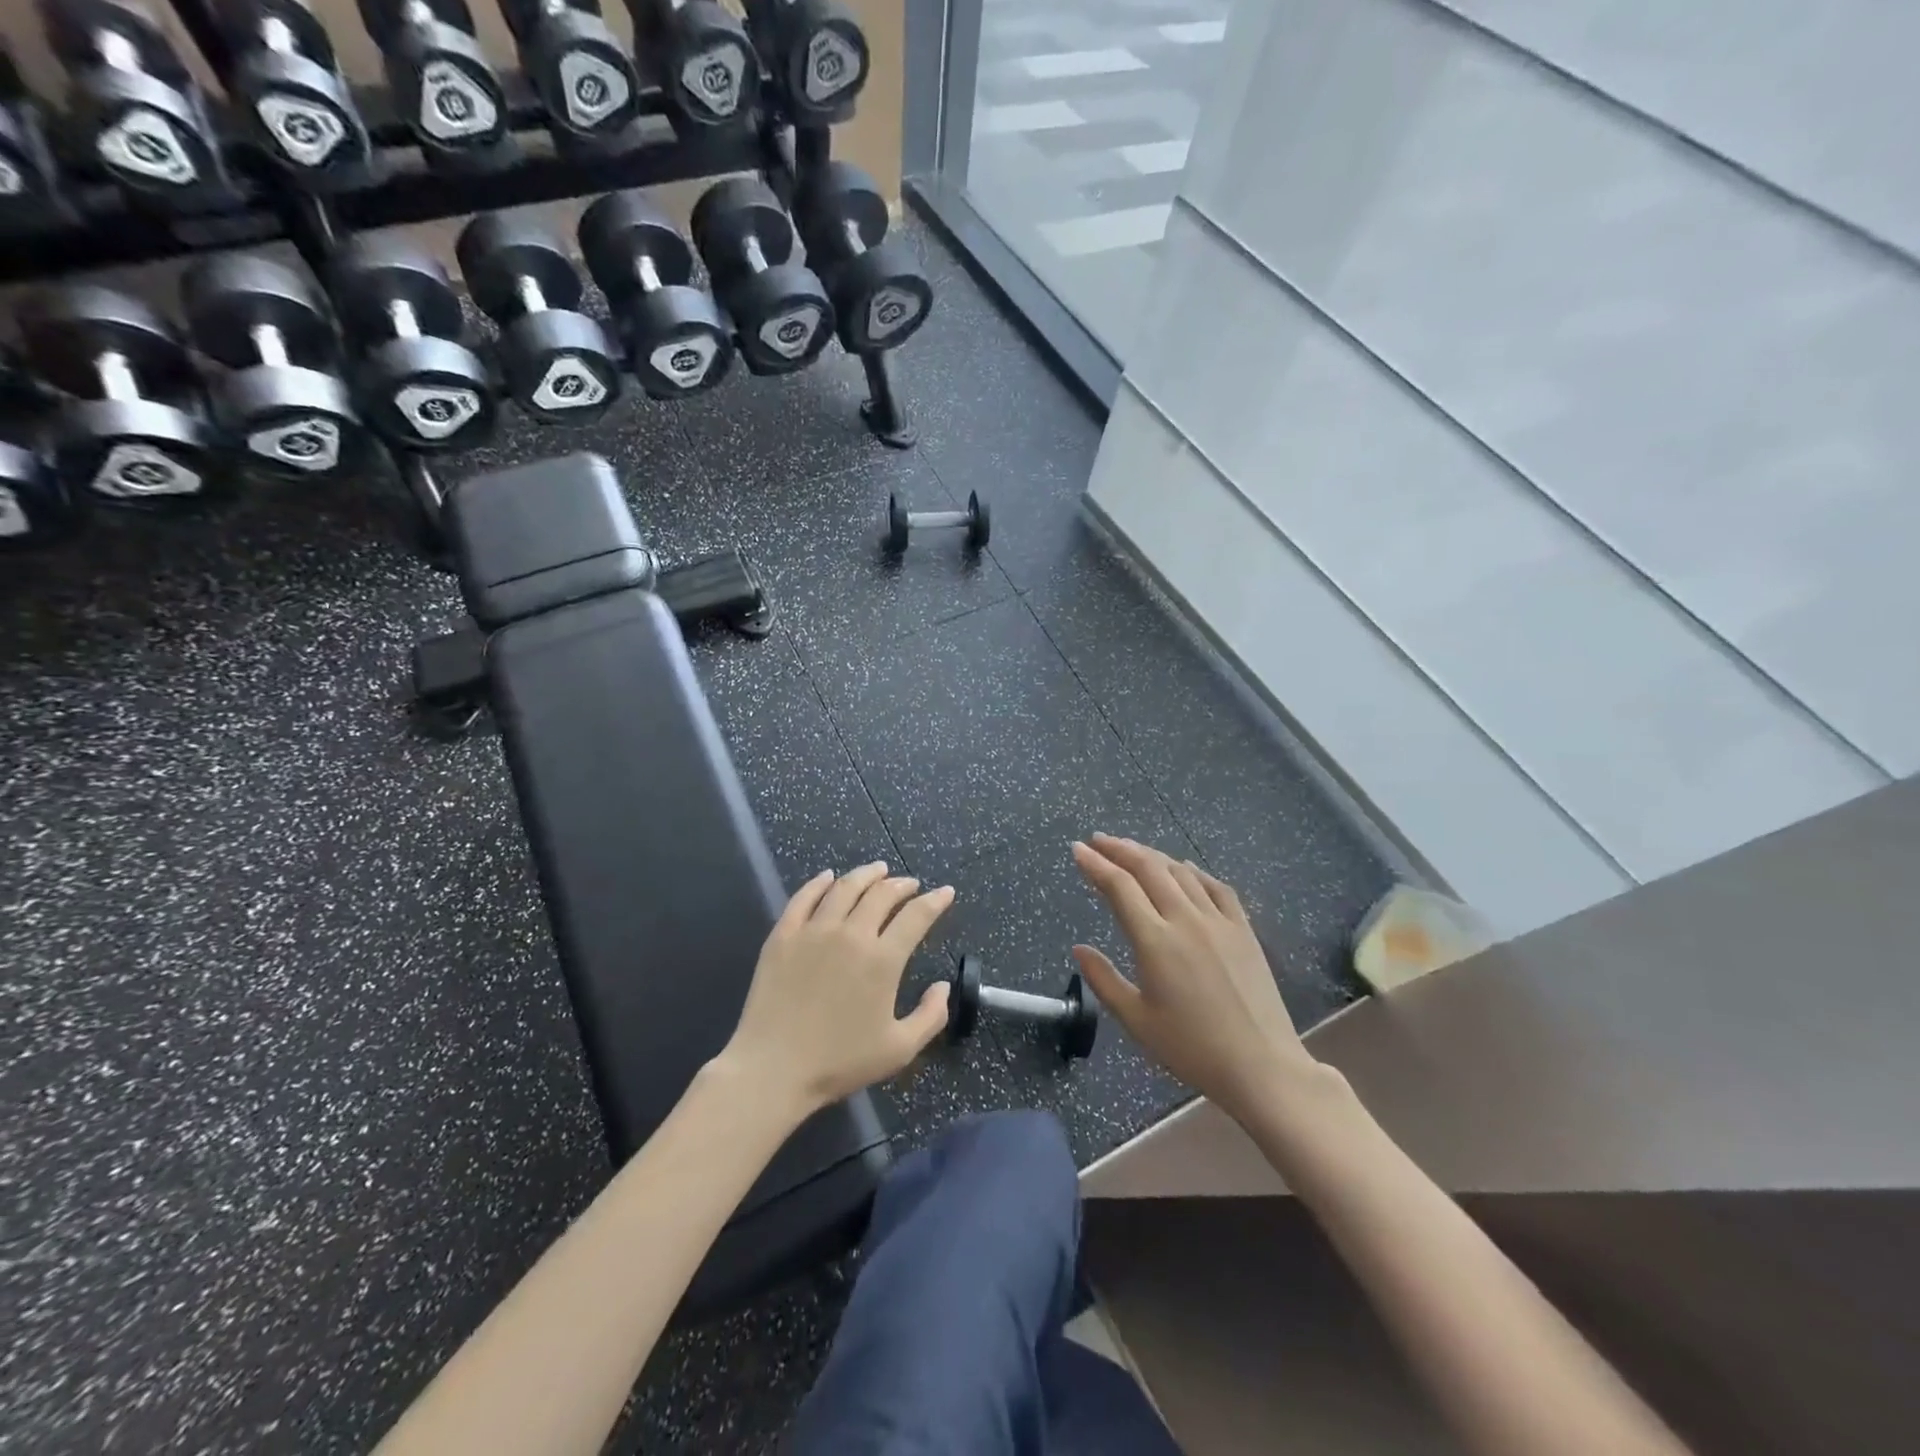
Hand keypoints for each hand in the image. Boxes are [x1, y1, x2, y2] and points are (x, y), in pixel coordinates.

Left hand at [719, 862, 955, 1119]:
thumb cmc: (839, 1063)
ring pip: (845, 888)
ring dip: (866, 874)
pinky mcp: (783, 935)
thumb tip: (944, 986)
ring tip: (878, 870)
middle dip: (902, 884)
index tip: (945, 892)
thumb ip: (930, 1016)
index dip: (935, 901)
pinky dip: (819, 882)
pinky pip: (804, 897)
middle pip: (881, 894)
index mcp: (882, 960)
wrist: (773, 1069)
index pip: (916, 916)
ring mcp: (814, 930)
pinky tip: (828, 877)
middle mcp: (851, 934)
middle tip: (910, 884)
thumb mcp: (899, 1050)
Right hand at [1071, 835, 1314, 1123]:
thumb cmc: (1191, 1048)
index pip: (1119, 887)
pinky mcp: (1243, 929)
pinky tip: (1185, 868)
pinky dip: (1194, 871)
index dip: (1095, 864)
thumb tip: (1079, 948)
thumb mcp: (1136, 1021)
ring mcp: (1218, 921)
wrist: (1262, 1066)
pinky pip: (1215, 886)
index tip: (1077, 849)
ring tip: (1132, 850)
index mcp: (1155, 941)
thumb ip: (1103, 980)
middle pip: (1148, 868)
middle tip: (1099, 840)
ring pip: (1180, 871)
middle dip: (1119, 849)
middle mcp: (1185, 919)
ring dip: (1152, 855)